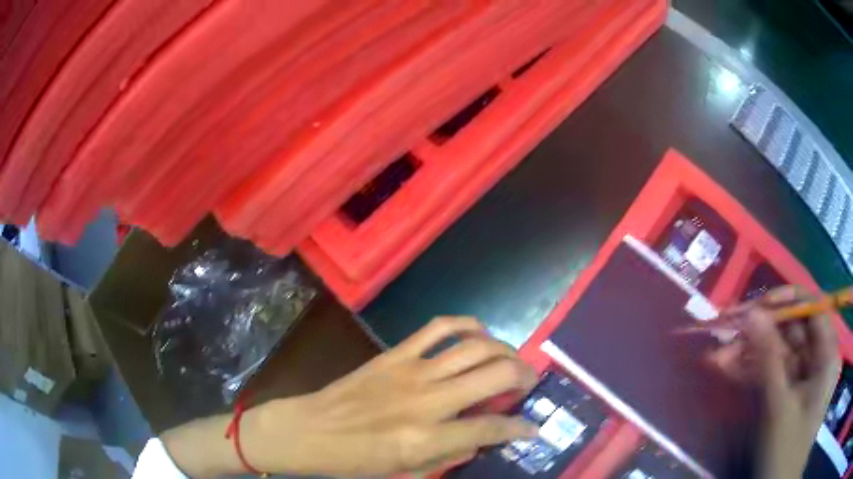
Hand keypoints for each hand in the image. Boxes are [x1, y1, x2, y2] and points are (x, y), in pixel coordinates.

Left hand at [163, 316, 538, 476]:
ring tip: (512, 361)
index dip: (520, 429)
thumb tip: (483, 436)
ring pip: (476, 347)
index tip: (532, 428)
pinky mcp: (395, 354)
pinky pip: (439, 327)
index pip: (491, 428)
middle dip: (524, 377)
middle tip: (529, 385)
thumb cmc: (355, 461)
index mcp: (426, 438)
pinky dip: (467, 325)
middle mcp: (426, 401)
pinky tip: (480, 334)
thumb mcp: (405, 471)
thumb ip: (449, 453)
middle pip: (495, 375)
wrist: (309, 431)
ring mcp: (411, 371)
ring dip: (505, 351)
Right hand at [708, 286, 840, 478]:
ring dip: (749, 355)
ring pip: (777, 355)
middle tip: (729, 332)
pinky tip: (727, 370)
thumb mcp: (779, 407)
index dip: (787, 302)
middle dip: (760, 333)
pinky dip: (750, 373)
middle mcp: (818, 360)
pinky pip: (770, 375)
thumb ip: (769, 358)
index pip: (812, 309)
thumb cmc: (786, 451)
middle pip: (792, 332)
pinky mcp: (787, 396)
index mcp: (827, 354)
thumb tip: (752, 313)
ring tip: (718, 357)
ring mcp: (802, 379)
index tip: (758, 305)